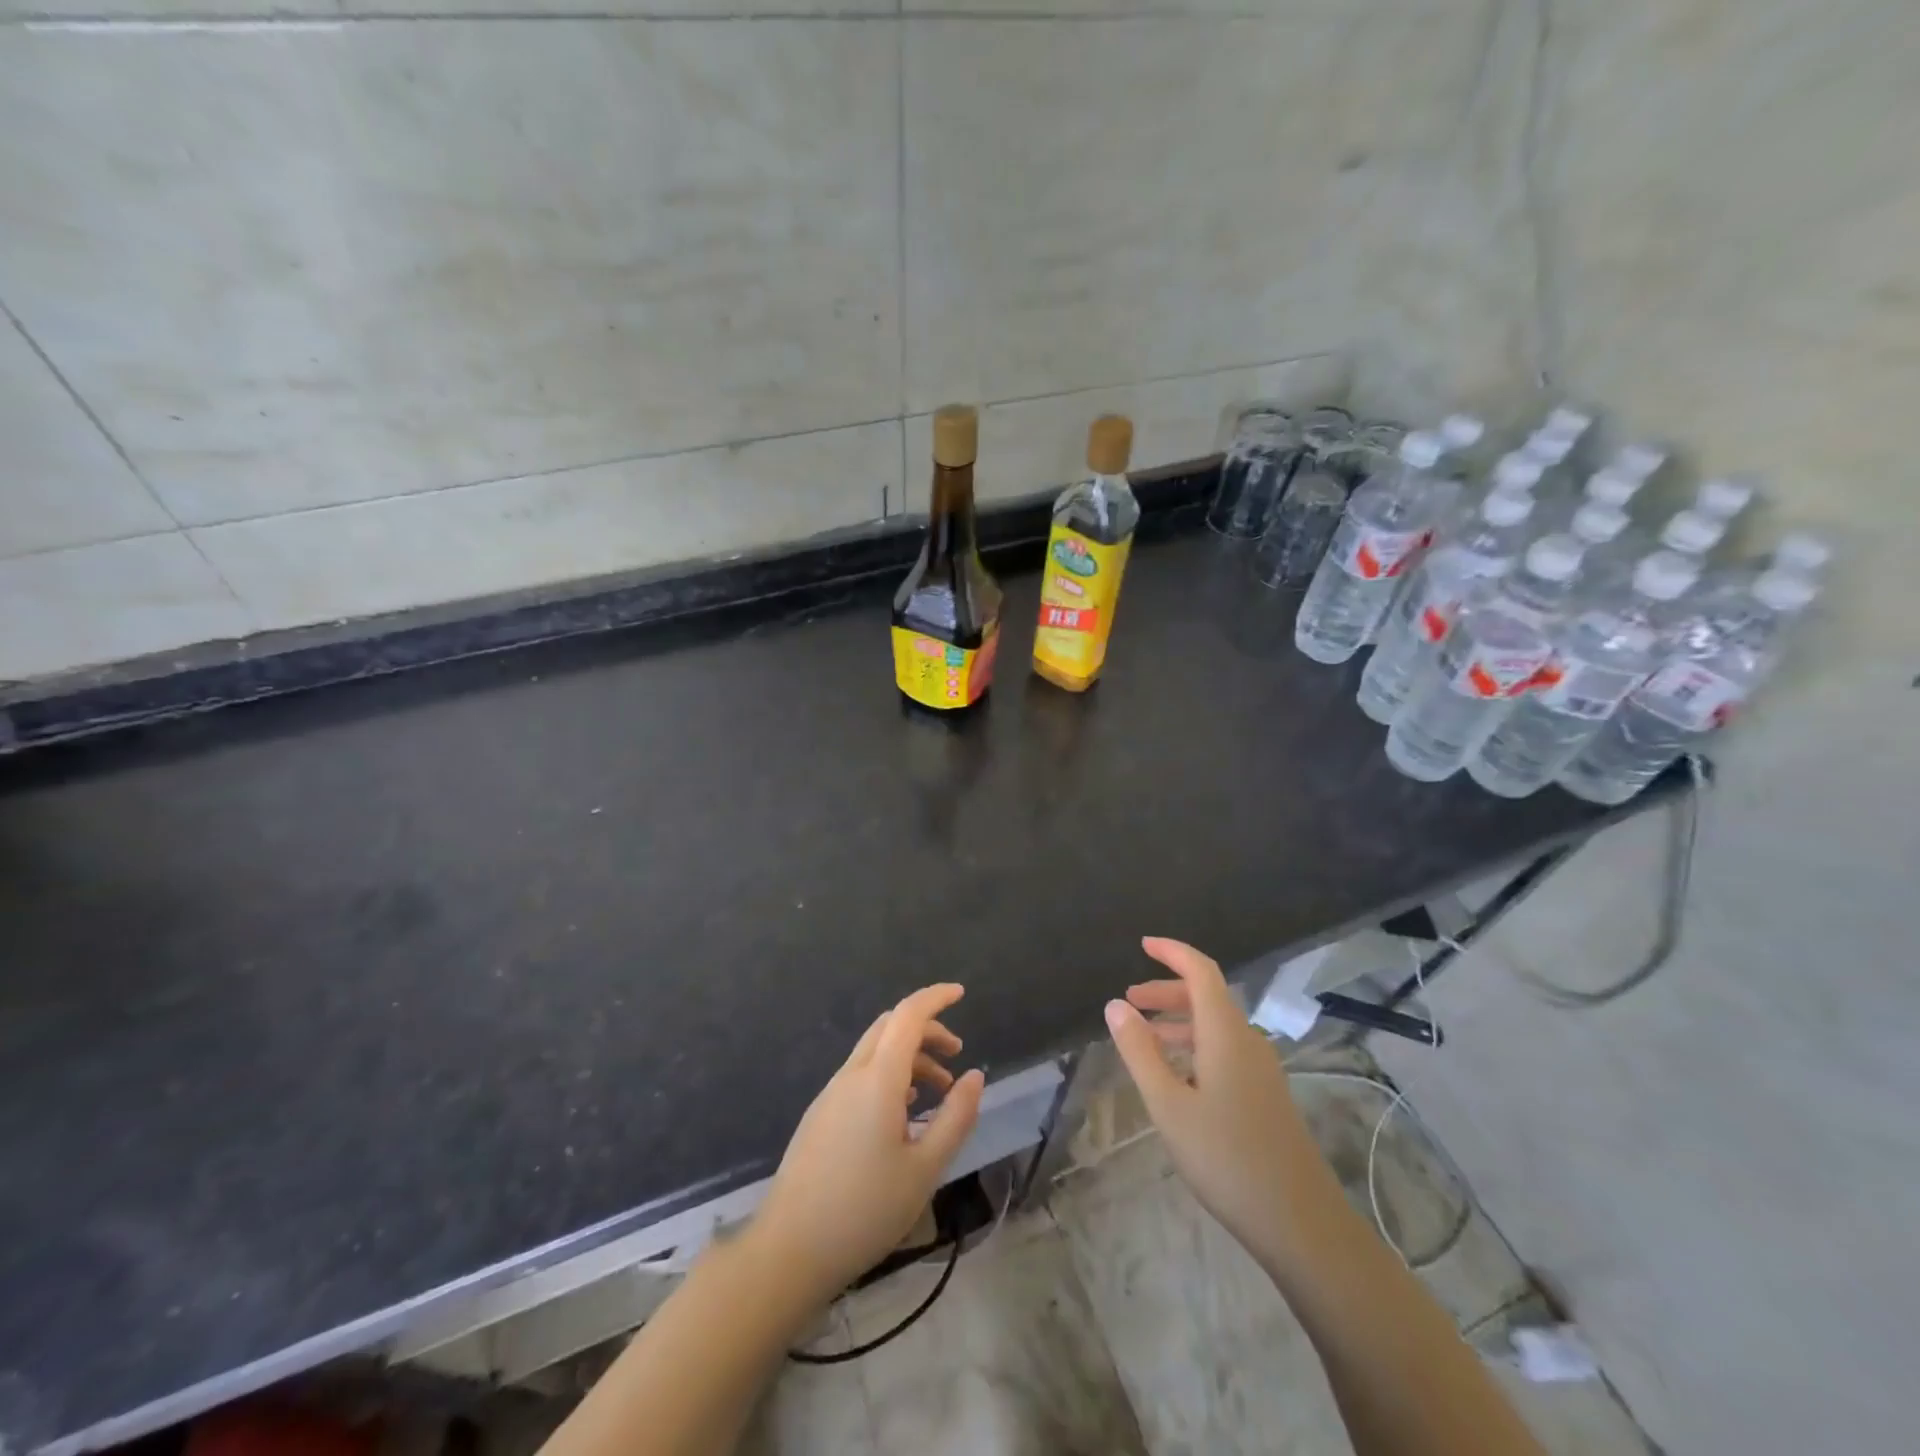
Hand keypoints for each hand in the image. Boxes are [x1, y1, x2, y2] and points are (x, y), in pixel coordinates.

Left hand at [749, 983, 984, 1299]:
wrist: (789, 1250)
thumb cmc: (864, 1210)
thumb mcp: (925, 1169)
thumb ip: (955, 1117)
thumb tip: (974, 1076)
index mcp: (878, 1079)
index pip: (908, 1016)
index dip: (935, 998)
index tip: (961, 993)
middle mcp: (851, 1075)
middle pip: (890, 1027)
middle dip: (926, 1029)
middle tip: (955, 1054)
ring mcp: (831, 1094)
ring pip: (875, 1052)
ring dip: (909, 1056)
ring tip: (938, 1090)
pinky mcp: (821, 1115)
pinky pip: (861, 1075)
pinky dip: (889, 1075)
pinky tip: (903, 1112)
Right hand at [1103, 938, 1327, 1260]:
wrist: (1302, 1224)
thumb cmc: (1227, 1159)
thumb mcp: (1168, 1105)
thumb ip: (1140, 1051)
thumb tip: (1116, 1005)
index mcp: (1225, 1033)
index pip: (1201, 971)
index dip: (1173, 952)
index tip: (1143, 944)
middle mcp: (1247, 1041)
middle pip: (1207, 996)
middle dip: (1166, 990)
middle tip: (1129, 1001)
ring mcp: (1261, 1070)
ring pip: (1215, 1026)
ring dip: (1178, 1021)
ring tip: (1143, 1038)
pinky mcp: (1265, 1096)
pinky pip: (1225, 1051)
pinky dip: (1194, 1046)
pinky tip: (1176, 1077)